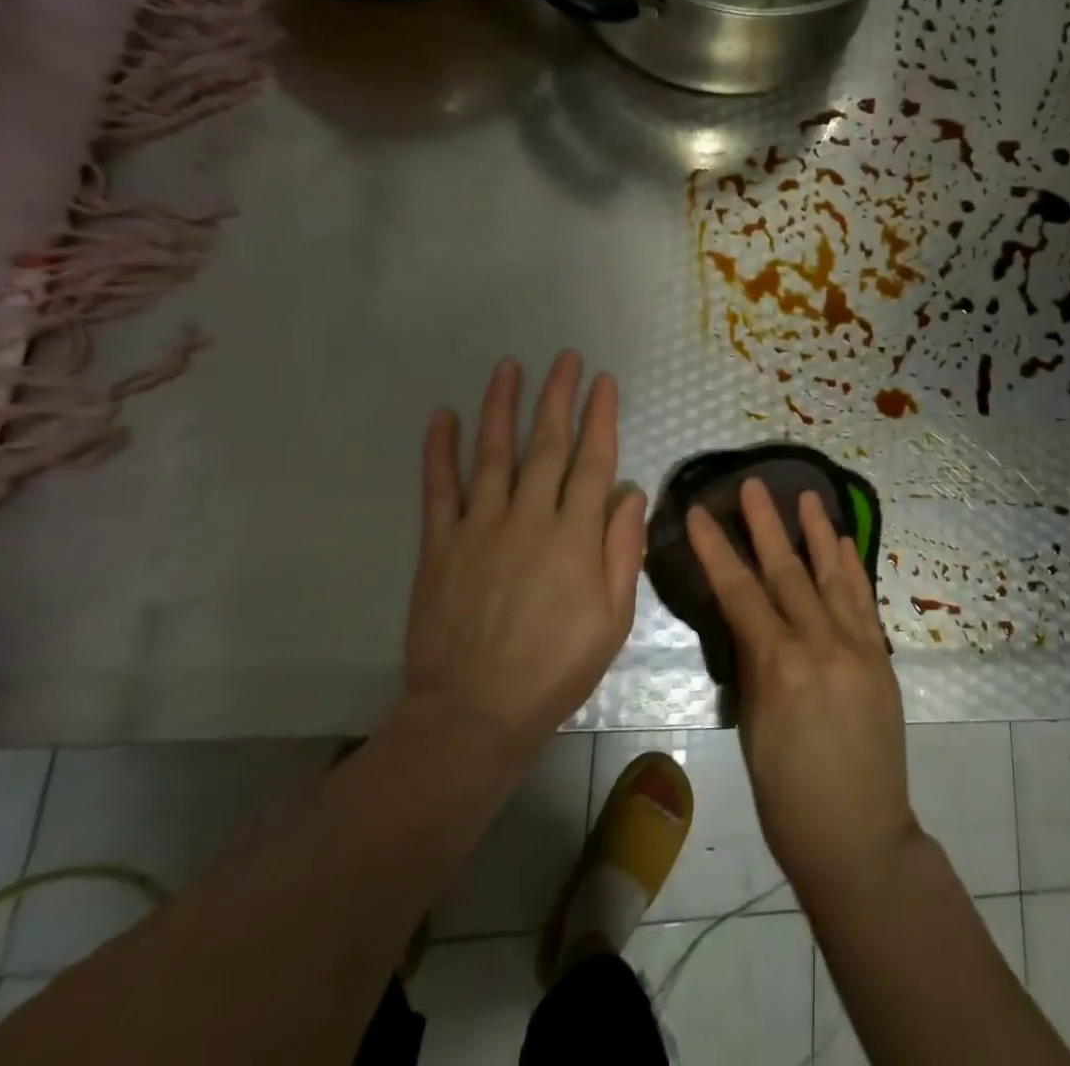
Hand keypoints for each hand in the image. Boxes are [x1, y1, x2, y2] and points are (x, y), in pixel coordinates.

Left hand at [404, 352, 646, 759]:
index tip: (604, 380)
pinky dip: (439, 451)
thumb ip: (623, 549)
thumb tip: (630, 491)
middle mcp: (529, 517)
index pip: (593, 460)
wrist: (475, 713)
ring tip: (509, 367)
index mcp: (575, 535)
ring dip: (502, 406)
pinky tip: (442, 416)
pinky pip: (439, 489)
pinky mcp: (440, 544)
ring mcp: (480, 527)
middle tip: (565, 358)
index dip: (600, 416)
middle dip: (559, 396)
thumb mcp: (614, 617)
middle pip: (547, 444)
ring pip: (493, 453)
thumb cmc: (557, 667)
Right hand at [688, 481, 918, 904]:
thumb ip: (756, 668)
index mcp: (779, 666)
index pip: (740, 593)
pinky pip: (864, 601)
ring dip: (818, 533)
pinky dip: (852, 569)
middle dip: (766, 525)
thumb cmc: (788, 799)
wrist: (859, 837)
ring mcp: (857, 646)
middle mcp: (820, 644)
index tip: (701, 513)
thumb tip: (753, 626)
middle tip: (754, 484)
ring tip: (807, 496)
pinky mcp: (880, 656)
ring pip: (832, 576)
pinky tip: (846, 544)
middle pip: (787, 572)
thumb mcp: (754, 730)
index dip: (718, 550)